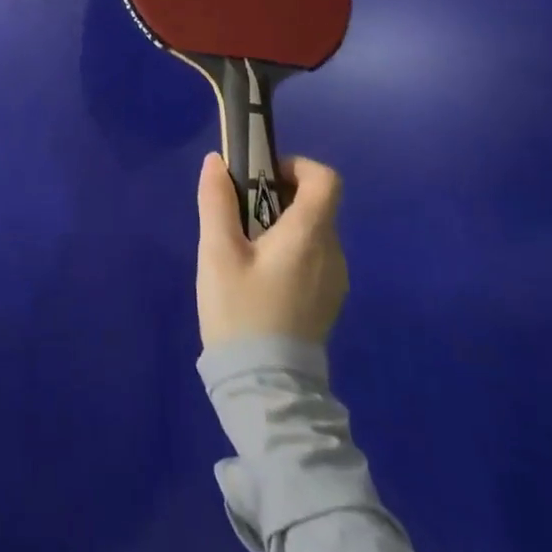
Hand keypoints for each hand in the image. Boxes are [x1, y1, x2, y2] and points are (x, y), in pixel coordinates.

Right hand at [196, 152, 347, 349]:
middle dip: (277, 197)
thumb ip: (217, 202)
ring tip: (244, 251)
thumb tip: (217, 161)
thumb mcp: (217, 253)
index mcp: (309, 235)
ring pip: (312, 231)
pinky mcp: (328, 301)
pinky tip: (259, 279)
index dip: (296, 166)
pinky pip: (312, 257)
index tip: (262, 177)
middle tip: (239, 217)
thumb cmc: (241, 313)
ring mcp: (334, 280)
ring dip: (281, 225)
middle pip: (314, 204)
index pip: (325, 179)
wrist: (266, 389)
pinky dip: (289, 251)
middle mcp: (332, 252)